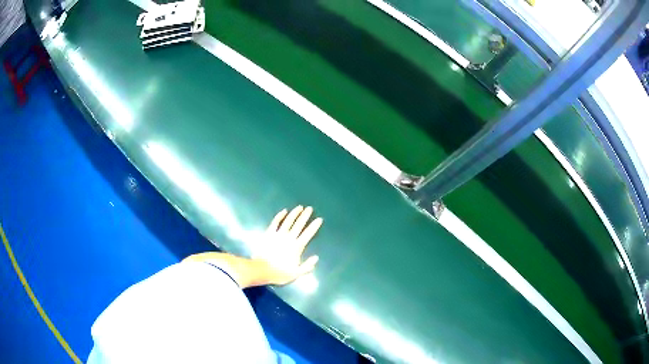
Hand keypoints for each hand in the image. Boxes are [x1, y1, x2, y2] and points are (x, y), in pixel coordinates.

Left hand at [252, 205, 322, 284]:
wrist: (262, 269)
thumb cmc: (279, 273)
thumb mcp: (296, 273)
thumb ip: (307, 266)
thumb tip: (316, 258)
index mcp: (297, 247)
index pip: (308, 234)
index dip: (314, 226)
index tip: (319, 219)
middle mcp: (289, 238)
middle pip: (299, 224)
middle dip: (305, 216)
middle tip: (310, 208)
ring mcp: (278, 234)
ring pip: (288, 221)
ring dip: (294, 213)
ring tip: (299, 207)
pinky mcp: (268, 233)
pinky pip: (275, 222)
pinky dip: (280, 216)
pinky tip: (284, 211)